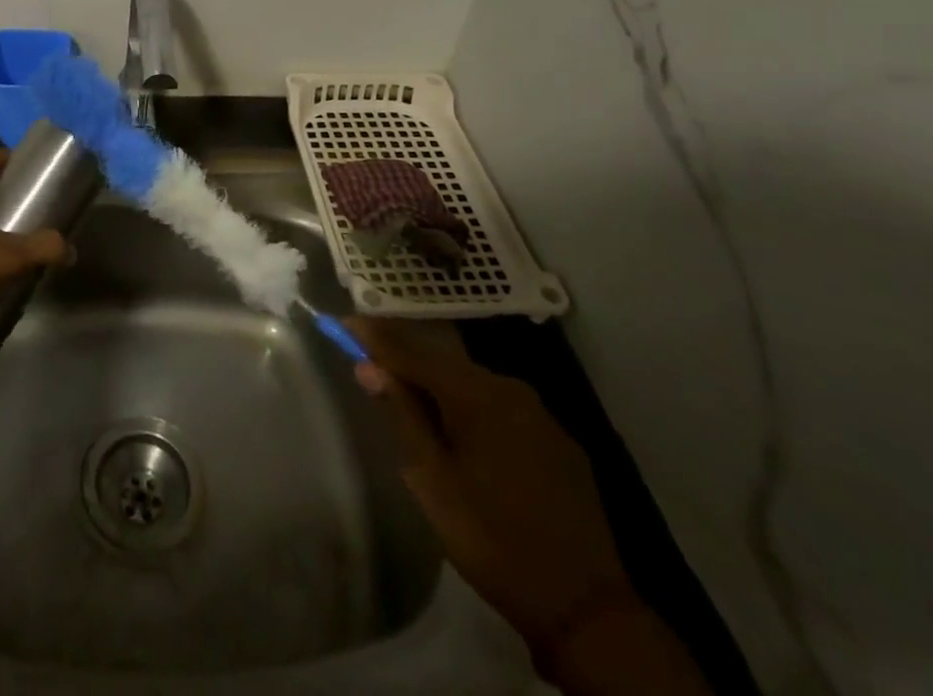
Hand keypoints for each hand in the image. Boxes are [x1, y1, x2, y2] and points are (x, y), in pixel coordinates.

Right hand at [348, 319, 641, 659]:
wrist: (587, 610)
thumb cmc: (493, 539)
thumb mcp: (432, 481)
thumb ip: (401, 416)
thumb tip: (369, 366)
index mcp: (474, 394)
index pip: (412, 351)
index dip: (375, 338)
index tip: (344, 323)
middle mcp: (509, 388)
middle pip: (444, 361)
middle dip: (407, 356)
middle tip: (373, 358)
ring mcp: (540, 414)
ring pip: (475, 383)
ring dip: (441, 382)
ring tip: (413, 392)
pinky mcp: (560, 441)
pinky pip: (503, 407)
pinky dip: (473, 405)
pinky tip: (464, 426)